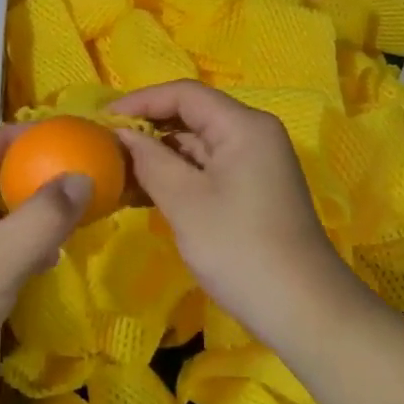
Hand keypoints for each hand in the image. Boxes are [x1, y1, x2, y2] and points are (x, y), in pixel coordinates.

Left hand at [0, 126, 91, 403]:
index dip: (22, 137)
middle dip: (23, 178)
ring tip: (60, 226)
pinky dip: (3, 247)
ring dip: (16, 217)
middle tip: (68, 180)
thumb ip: (44, 216)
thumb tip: (81, 177)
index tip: (65, 138)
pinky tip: (33, 267)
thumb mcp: (0, 260)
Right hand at [109, 81, 344, 336]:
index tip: (102, 120)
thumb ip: (149, 160)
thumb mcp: (184, 201)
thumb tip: (122, 134)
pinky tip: (144, 193)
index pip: (185, 94)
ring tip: (116, 173)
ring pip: (198, 144)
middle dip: (147, 129)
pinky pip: (208, 168)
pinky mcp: (251, 189)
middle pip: (192, 115)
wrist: (302, 308)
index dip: (141, 101)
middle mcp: (253, 134)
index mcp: (243, 126)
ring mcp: (255, 163)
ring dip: (158, 155)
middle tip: (105, 147)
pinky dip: (177, 175)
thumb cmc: (238, 247)